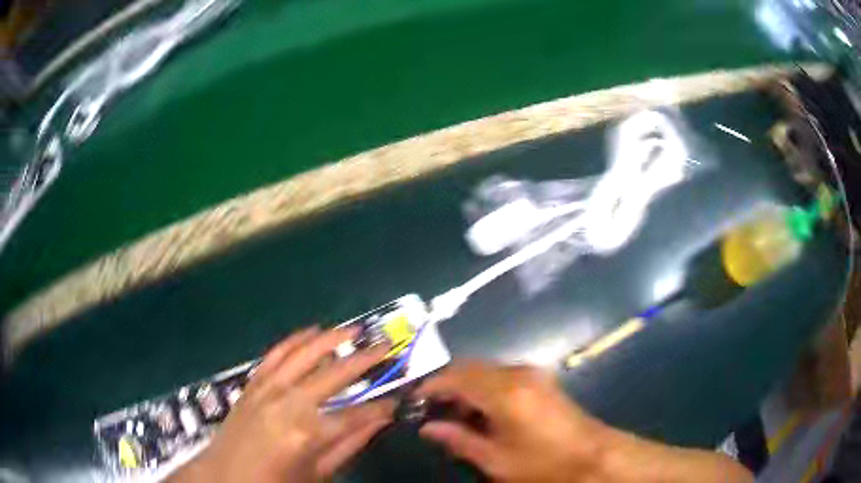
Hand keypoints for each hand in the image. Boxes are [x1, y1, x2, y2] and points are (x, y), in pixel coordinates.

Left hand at [169, 326, 393, 482]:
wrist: (224, 476)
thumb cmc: (274, 482)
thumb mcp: (318, 474)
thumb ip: (349, 446)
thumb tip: (378, 423)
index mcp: (307, 435)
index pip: (356, 414)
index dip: (381, 405)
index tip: (399, 397)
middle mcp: (288, 404)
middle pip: (334, 374)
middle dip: (365, 360)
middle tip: (388, 348)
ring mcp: (267, 389)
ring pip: (304, 354)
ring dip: (332, 339)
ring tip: (356, 330)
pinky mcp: (252, 383)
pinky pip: (276, 354)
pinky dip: (295, 340)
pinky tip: (312, 332)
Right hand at [416, 361, 751, 482]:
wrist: (593, 457)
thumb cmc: (543, 463)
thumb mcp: (495, 459)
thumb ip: (459, 439)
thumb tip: (429, 427)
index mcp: (503, 391)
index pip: (454, 376)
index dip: (430, 386)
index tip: (412, 401)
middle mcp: (516, 373)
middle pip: (469, 367)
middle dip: (446, 384)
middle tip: (429, 409)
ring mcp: (532, 374)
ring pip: (485, 370)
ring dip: (465, 386)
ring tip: (451, 413)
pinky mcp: (541, 381)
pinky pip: (501, 376)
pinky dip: (483, 388)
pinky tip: (480, 411)